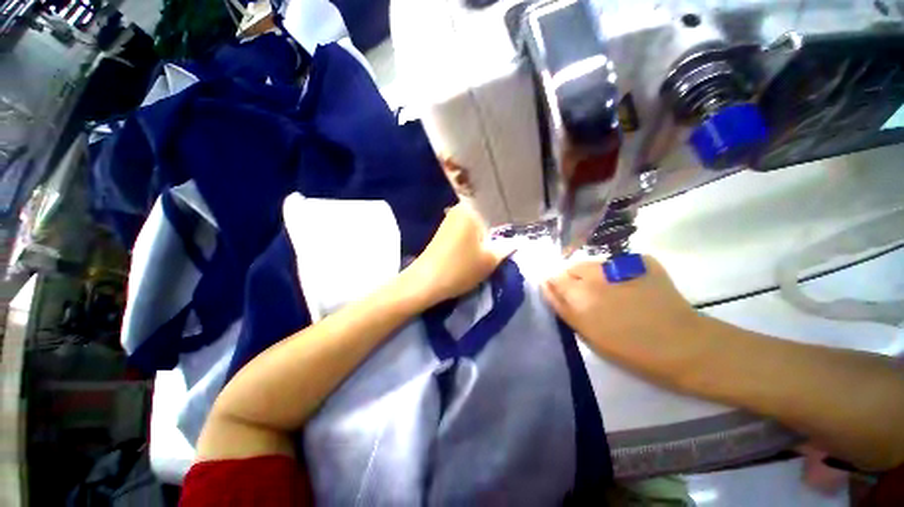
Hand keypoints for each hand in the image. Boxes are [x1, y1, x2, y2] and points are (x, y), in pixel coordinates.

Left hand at [405, 204, 511, 305]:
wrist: (425, 282)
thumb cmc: (460, 269)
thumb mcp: (490, 260)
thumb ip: (507, 248)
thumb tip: (518, 241)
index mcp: (472, 209)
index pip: (498, 205)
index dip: (510, 217)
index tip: (519, 228)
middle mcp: (460, 208)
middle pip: (486, 213)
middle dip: (498, 226)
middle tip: (511, 238)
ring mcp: (450, 219)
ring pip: (476, 222)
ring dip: (486, 232)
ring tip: (498, 243)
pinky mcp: (444, 230)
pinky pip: (466, 229)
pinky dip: (475, 236)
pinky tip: (480, 247)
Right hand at [541, 256, 703, 370]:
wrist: (684, 345)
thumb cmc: (630, 349)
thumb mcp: (587, 333)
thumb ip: (562, 306)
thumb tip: (546, 285)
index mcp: (579, 293)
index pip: (554, 278)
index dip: (556, 285)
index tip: (563, 295)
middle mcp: (595, 275)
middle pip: (572, 267)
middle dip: (574, 279)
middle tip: (589, 297)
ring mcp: (619, 265)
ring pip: (594, 264)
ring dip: (595, 275)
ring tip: (613, 293)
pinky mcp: (641, 261)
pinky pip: (619, 263)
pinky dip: (619, 272)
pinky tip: (632, 287)